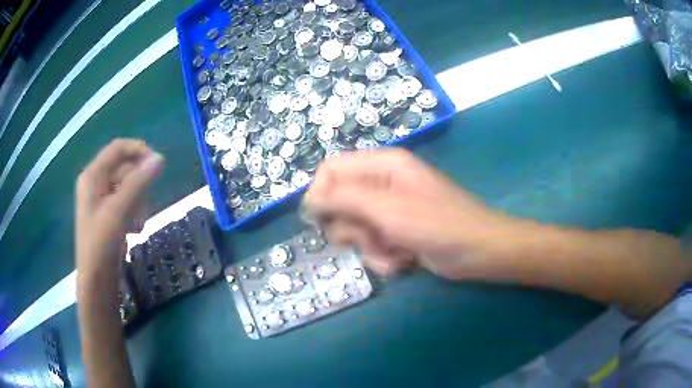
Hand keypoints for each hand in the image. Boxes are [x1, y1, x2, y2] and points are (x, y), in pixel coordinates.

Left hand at [75, 139, 163, 281]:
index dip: (138, 150)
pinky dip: (133, 214)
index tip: (158, 163)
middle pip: (123, 169)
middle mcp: (96, 184)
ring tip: (139, 222)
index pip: (117, 148)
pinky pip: (125, 204)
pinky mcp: (107, 216)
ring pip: (127, 188)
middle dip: (138, 184)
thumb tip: (160, 159)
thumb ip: (139, 182)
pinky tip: (135, 230)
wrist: (96, 281)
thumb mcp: (119, 210)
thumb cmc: (101, 243)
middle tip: (146, 201)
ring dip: (138, 202)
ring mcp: (101, 201)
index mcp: (92, 175)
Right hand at [304, 149, 511, 278]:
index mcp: (382, 165)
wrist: (479, 252)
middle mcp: (382, 184)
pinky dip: (383, 257)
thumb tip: (307, 199)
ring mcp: (390, 210)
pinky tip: (404, 261)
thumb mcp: (388, 210)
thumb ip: (344, 200)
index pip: (331, 170)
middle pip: (340, 203)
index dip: (320, 194)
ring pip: (354, 229)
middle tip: (370, 238)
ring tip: (394, 253)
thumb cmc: (438, 225)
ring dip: (369, 247)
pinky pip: (372, 245)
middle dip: (351, 228)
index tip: (320, 220)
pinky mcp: (397, 233)